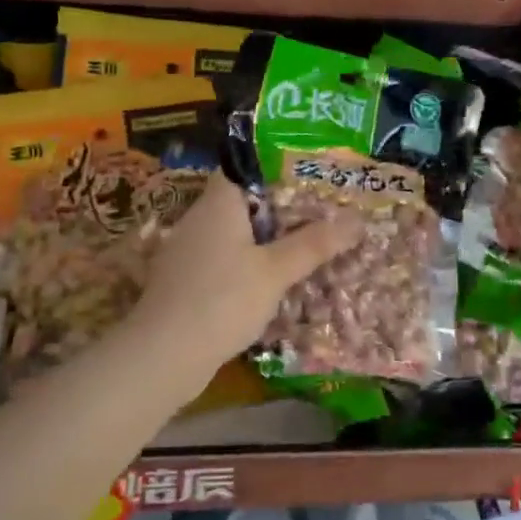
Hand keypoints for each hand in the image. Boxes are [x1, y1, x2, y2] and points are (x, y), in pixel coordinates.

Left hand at [127, 178, 359, 371]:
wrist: (163, 356)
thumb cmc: (222, 299)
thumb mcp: (276, 271)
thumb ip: (314, 244)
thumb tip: (357, 220)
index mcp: (218, 203)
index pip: (240, 166)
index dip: (271, 164)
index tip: (305, 172)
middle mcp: (198, 219)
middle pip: (240, 200)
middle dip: (276, 205)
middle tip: (316, 209)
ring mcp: (186, 251)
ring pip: (231, 232)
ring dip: (261, 237)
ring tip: (300, 243)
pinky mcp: (183, 280)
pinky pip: (220, 258)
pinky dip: (245, 262)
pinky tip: (268, 279)